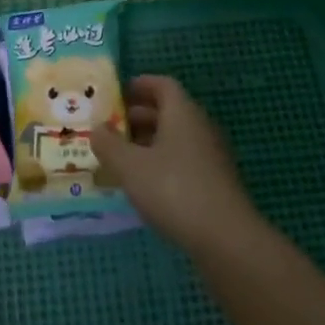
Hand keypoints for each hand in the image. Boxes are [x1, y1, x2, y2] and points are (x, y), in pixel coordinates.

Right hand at [93, 76, 257, 253]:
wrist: (227, 240)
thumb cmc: (174, 190)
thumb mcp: (130, 166)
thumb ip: (108, 144)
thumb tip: (97, 129)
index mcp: (182, 112)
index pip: (162, 84)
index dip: (138, 85)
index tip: (115, 95)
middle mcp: (199, 127)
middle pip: (167, 110)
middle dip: (137, 116)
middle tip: (110, 128)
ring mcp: (210, 156)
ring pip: (174, 138)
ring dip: (148, 142)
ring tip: (121, 158)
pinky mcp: (215, 183)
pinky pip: (183, 160)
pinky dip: (161, 164)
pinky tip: (144, 185)